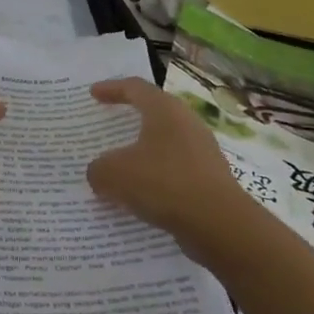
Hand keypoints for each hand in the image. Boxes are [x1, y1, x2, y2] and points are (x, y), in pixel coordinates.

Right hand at [87, 77, 268, 267]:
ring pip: (165, 145)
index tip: (93, 94)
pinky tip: (140, 196)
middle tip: (109, 126)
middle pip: (154, 113)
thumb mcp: (113, 174)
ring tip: (120, 167)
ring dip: (142, 153)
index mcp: (165, 110)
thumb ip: (98, 169)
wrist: (220, 225)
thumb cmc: (163, 183)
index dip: (111, 88)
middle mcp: (187, 124)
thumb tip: (100, 173)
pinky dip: (156, 178)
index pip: (135, 88)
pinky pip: (175, 171)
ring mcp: (203, 152)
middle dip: (130, 120)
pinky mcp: (211, 180)